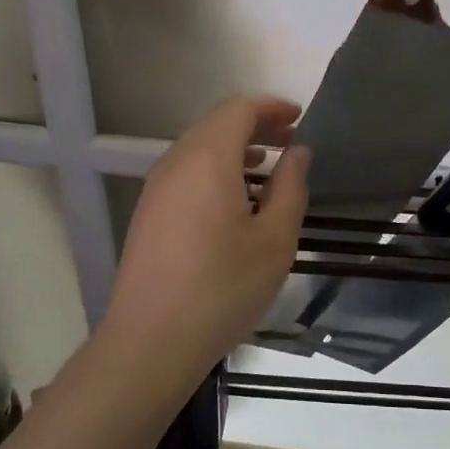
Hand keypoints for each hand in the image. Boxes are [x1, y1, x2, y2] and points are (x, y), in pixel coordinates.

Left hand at [101, 96, 310, 378]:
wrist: (151, 341)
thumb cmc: (222, 289)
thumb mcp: (274, 240)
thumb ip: (291, 188)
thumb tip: (298, 153)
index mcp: (207, 159)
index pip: (239, 109)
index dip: (271, 108)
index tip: (300, 118)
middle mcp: (176, 162)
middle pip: (217, 124)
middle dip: (256, 126)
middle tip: (291, 142)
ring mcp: (157, 188)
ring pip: (199, 148)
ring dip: (235, 148)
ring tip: (268, 168)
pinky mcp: (149, 213)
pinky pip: (186, 172)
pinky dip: (216, 169)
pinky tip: (236, 200)